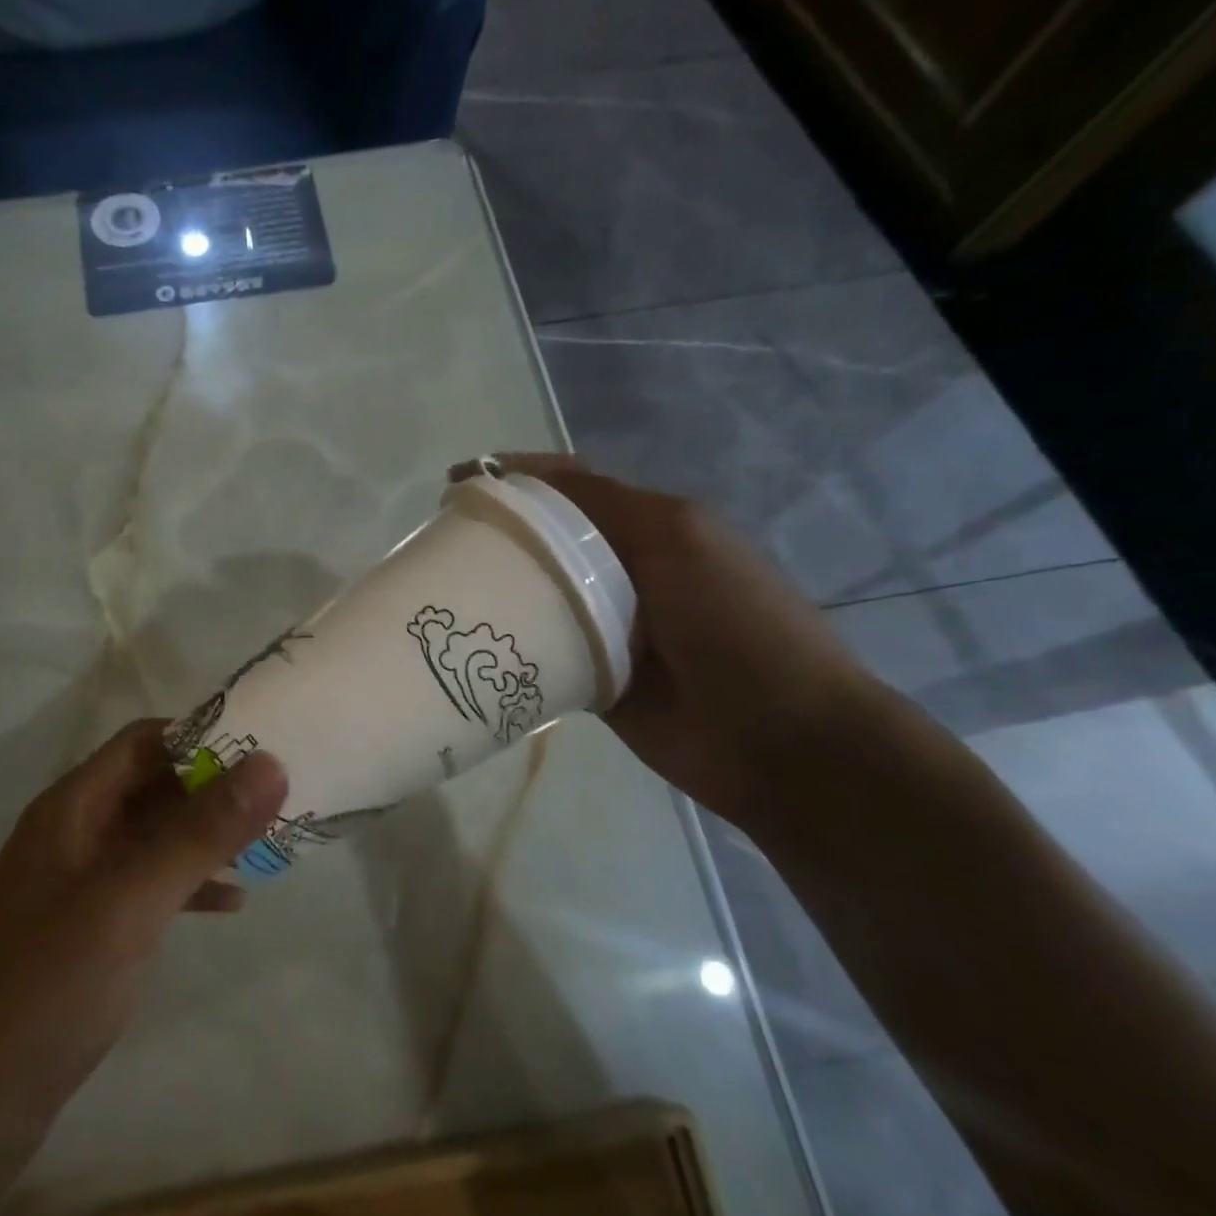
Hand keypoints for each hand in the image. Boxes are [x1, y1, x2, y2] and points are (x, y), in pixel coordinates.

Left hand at [0, 722, 286, 1215]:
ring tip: (269, 844)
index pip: (143, 742)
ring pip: (156, 836)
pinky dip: (190, 884)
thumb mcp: (130, 901)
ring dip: (207, 836)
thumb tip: (270, 764)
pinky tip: (231, 903)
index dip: (201, 736)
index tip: (265, 746)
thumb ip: (200, 832)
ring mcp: (80, 883)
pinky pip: (149, 885)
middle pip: (153, 786)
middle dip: (214, 787)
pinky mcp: (89, 929)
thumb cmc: (46, 988)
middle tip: (281, 796)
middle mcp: (74, 833)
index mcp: (72, 808)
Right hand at [454, 454, 893, 828]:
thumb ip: (607, 506)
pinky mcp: (593, 680)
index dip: (514, 477)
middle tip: (437, 547)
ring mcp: (608, 629)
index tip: (455, 486)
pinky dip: (513, 648)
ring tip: (442, 594)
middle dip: (497, 537)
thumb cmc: (735, 623)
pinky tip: (471, 647)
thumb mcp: (678, 537)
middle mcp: (624, 572)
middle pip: (547, 544)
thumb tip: (526, 484)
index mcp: (649, 528)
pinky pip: (544, 654)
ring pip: (540, 599)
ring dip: (499, 594)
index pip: (570, 489)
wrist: (778, 737)